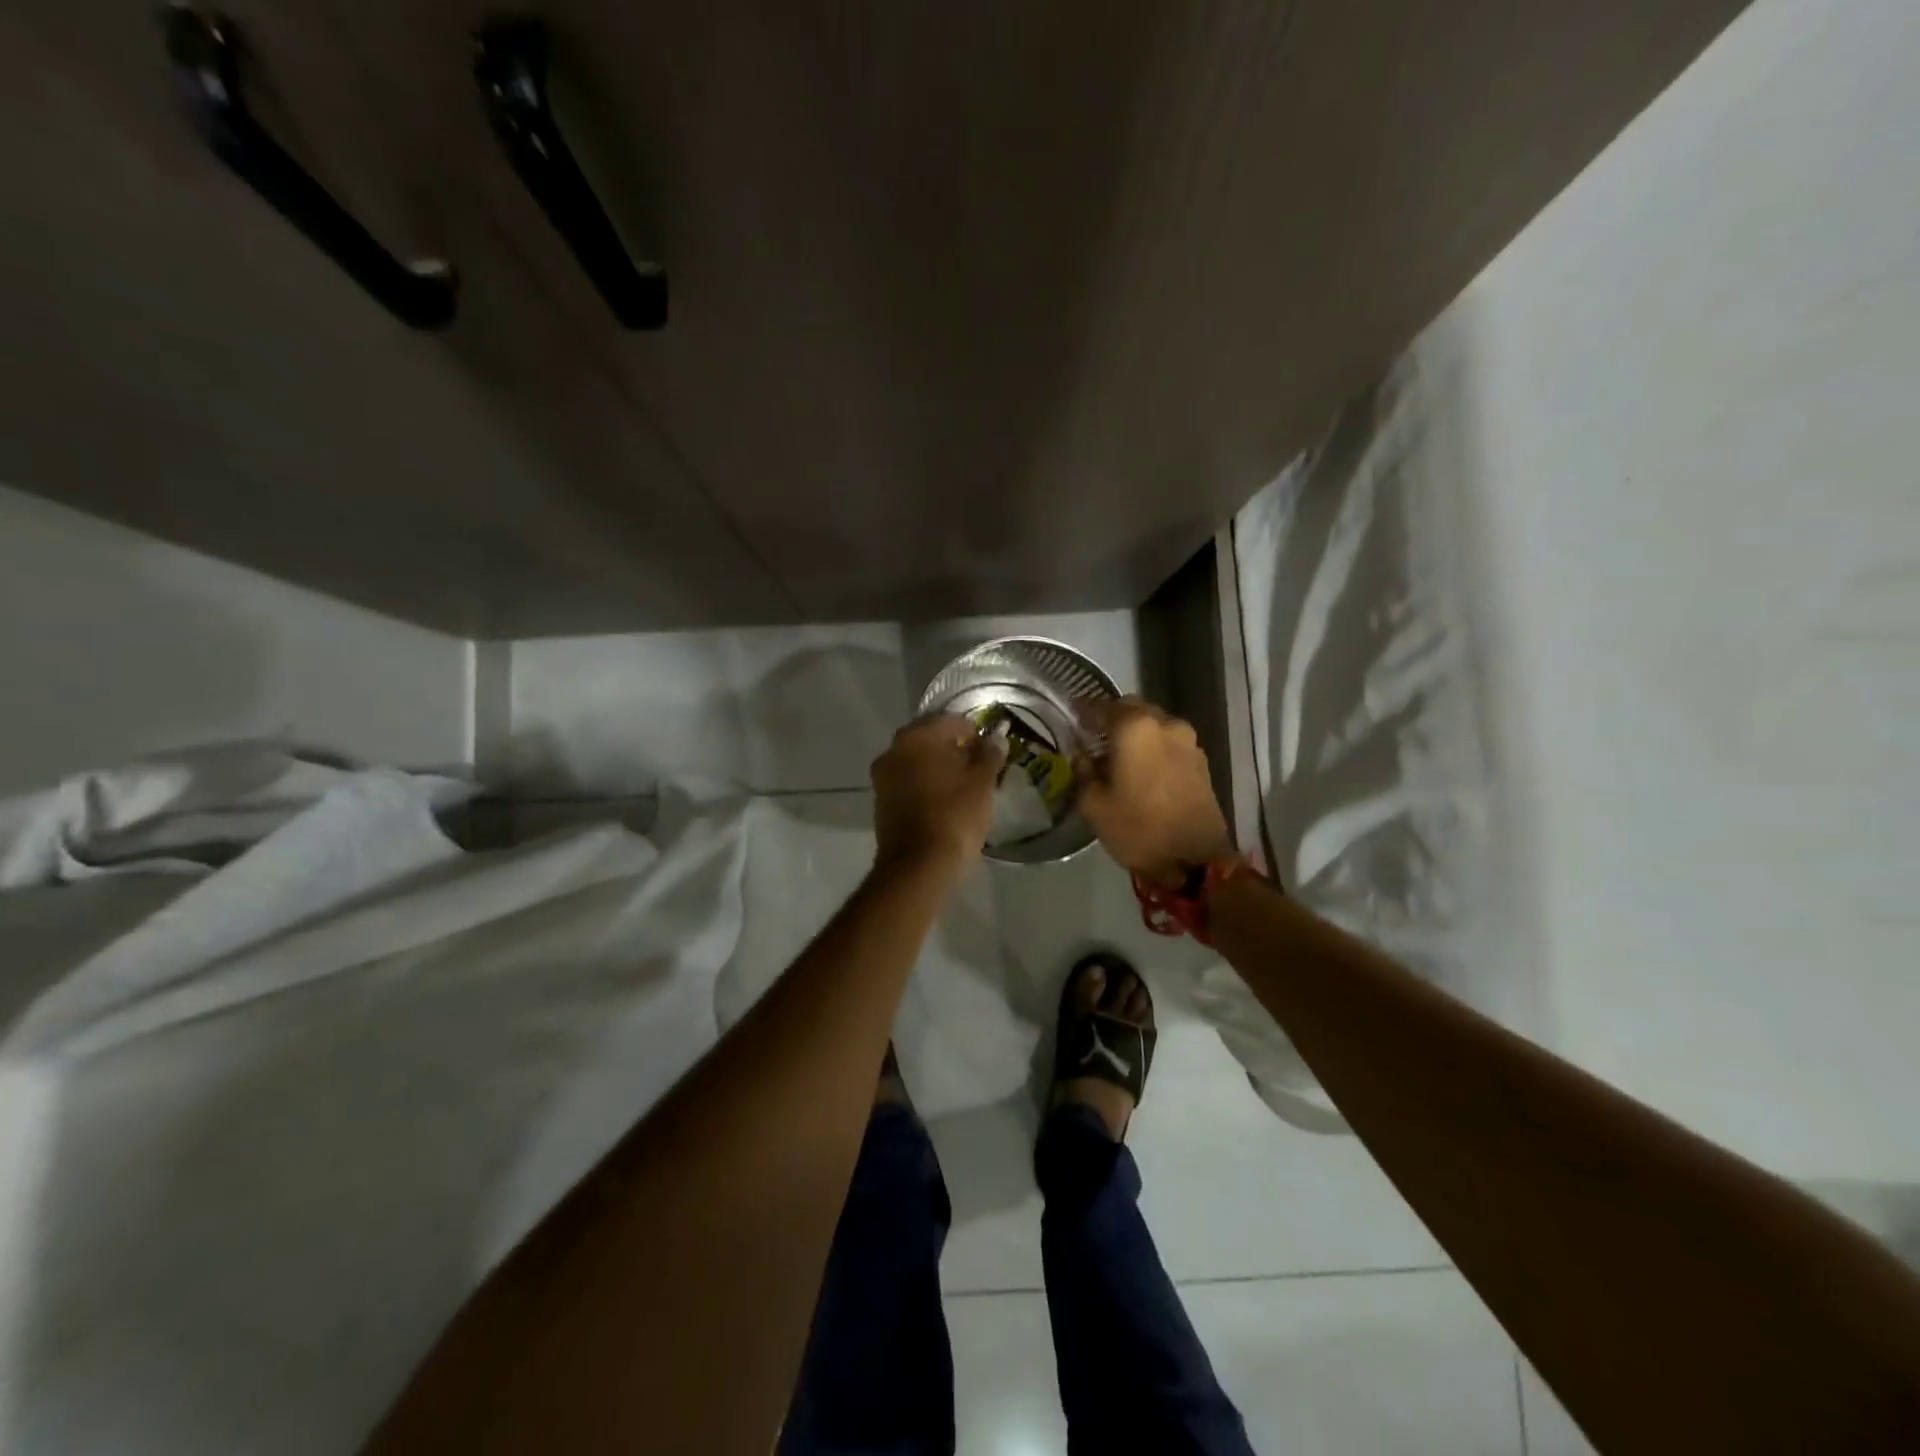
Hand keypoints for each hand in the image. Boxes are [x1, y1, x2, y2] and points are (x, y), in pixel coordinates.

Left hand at [871, 714, 1007, 877]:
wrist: (918, 867)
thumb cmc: (954, 817)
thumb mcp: (982, 783)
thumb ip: (989, 755)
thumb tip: (996, 738)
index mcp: (916, 738)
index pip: (949, 721)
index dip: (972, 732)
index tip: (988, 749)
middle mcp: (893, 751)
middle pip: (928, 739)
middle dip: (952, 747)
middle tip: (977, 764)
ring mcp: (882, 777)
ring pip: (915, 761)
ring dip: (937, 766)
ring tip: (963, 783)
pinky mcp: (881, 802)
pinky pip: (907, 782)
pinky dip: (925, 783)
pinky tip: (944, 799)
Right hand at [1075, 698, 1236, 884]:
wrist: (1195, 860)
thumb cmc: (1138, 829)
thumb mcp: (1094, 805)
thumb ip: (1084, 772)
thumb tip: (1083, 756)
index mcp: (1135, 728)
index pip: (1103, 707)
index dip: (1085, 709)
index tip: (1073, 712)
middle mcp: (1165, 724)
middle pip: (1133, 709)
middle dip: (1113, 717)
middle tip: (1094, 733)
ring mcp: (1188, 741)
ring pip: (1154, 724)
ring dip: (1135, 731)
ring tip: (1118, 751)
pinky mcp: (1201, 761)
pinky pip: (1169, 742)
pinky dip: (1153, 746)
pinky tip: (1142, 766)